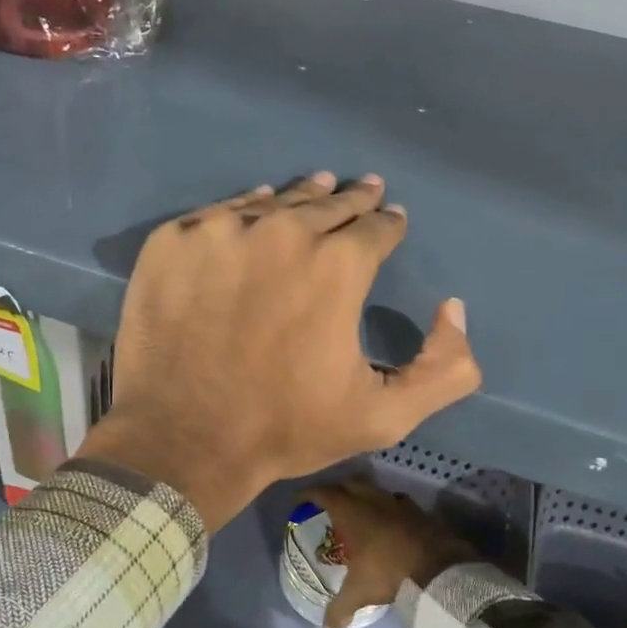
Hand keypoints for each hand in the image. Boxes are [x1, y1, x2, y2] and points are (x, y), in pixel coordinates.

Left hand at [77, 173, 481, 530]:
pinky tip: (251, 210)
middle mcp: (281, 232)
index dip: (388, 224)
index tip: (392, 219)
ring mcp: (219, 232)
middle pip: (326, 204)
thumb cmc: (285, 429)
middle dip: (351, 200)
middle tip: (363, 189)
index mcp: (336, 265)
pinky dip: (241, 211)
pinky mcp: (172, 242)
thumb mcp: (384, 415)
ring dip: (299, 197)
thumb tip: (454, 308)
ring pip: (271, 202)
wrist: (184, 441)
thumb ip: (444, 368)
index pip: (376, 227)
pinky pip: (217, 214)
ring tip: (316, 186)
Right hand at [303, 481, 476, 627]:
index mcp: (352, 513)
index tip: (300, 498)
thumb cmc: (388, 572)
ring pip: (375, 489)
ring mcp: (398, 503)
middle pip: (350, 483)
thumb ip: (339, 608)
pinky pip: (398, 501)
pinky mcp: (419, 511)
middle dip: (338, 488)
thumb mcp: (359, 592)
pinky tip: (390, 519)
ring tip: (359, 509)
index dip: (310, 493)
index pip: (325, 493)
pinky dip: (389, 506)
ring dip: (364, 495)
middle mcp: (373, 501)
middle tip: (330, 501)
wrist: (438, 568)